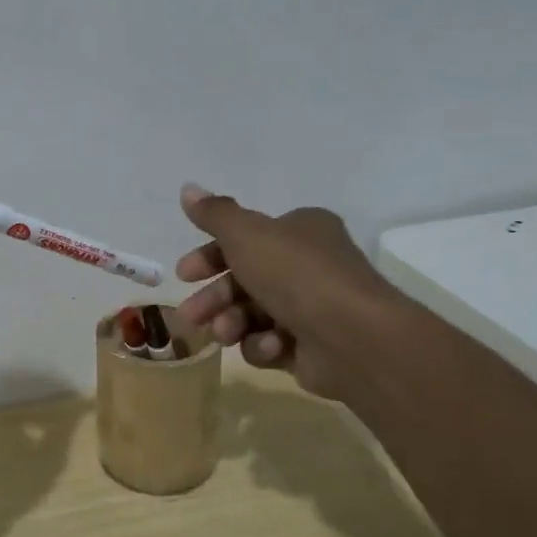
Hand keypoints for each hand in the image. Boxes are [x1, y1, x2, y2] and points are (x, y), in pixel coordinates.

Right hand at [174, 183, 408, 400]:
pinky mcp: (310, 348)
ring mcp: (311, 309)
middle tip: (189, 315)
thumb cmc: (296, 275)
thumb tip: (187, 188)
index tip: (184, 274)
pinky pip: (271, 344)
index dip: (210, 256)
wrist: (353, 338)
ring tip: (224, 334)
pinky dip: (263, 345)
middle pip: (244, 280)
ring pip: (251, 315)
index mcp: (301, 231)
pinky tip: (270, 347)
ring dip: (231, 323)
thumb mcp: (246, 235)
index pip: (245, 239)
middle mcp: (308, 266)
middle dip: (213, 298)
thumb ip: (214, 214)